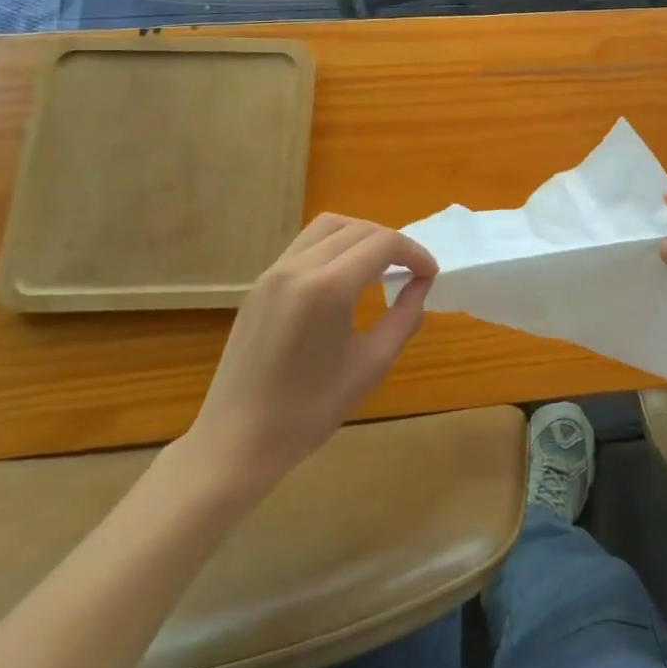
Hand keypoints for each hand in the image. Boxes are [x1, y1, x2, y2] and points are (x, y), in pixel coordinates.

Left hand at [180, 214, 437, 499]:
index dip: (414, 253)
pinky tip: (345, 277)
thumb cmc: (310, 411)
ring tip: (380, 265)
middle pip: (358, 229)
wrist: (236, 441)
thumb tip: (421, 284)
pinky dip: (334, 246)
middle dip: (392, 243)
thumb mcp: (371, 365)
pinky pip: (305, 244)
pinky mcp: (260, 283)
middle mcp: (299, 267)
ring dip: (362, 236)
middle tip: (411, 271)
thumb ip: (404, 317)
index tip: (430, 274)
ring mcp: (274, 271)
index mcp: (329, 288)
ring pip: (329, 226)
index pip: (384, 244)